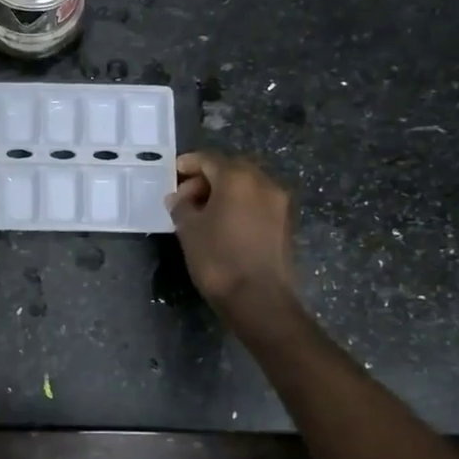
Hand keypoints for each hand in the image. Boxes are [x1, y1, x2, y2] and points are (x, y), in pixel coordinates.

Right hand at [165, 152, 294, 318]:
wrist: (259, 298)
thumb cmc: (217, 259)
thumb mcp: (188, 230)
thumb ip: (182, 206)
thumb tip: (179, 198)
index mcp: (237, 178)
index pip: (209, 159)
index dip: (188, 164)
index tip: (173, 174)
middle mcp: (263, 182)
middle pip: (231, 169)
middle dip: (207, 178)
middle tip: (186, 196)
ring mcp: (279, 202)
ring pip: (247, 185)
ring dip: (225, 191)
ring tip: (203, 212)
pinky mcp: (285, 222)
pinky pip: (258, 202)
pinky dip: (240, 204)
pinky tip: (224, 223)